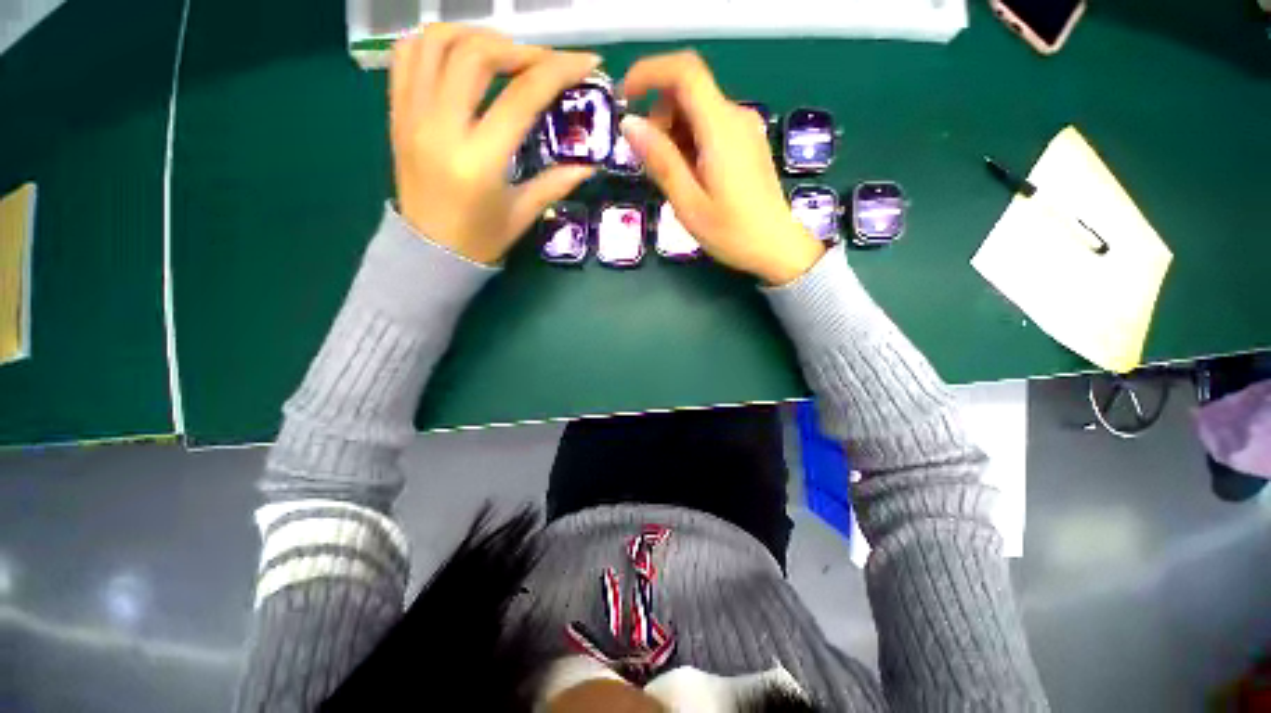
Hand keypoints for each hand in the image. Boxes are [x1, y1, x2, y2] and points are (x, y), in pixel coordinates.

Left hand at [390, 25, 599, 263]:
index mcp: (479, 160)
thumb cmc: (481, 240)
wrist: (429, 252)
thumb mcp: (523, 214)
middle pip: (475, 54)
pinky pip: (407, 55)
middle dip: (518, 48)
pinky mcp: (397, 113)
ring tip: (501, 54)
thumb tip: (590, 165)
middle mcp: (440, 127)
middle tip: (541, 64)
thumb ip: (556, 183)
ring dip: (475, 36)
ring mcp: (412, 115)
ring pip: (435, 41)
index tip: (585, 62)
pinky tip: (460, 56)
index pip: (522, 96)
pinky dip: (435, 42)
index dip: (558, 70)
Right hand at [619, 51, 825, 285]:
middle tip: (650, 163)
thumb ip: (660, 160)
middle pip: (688, 91)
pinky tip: (690, 176)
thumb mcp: (688, 203)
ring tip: (672, 178)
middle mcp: (736, 117)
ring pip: (697, 110)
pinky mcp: (747, 143)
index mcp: (721, 128)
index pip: (684, 71)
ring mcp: (744, 129)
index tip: (624, 99)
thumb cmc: (732, 232)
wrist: (777, 248)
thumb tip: (630, 124)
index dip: (649, 73)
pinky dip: (690, 142)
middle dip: (659, 116)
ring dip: (673, 133)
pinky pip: (710, 127)